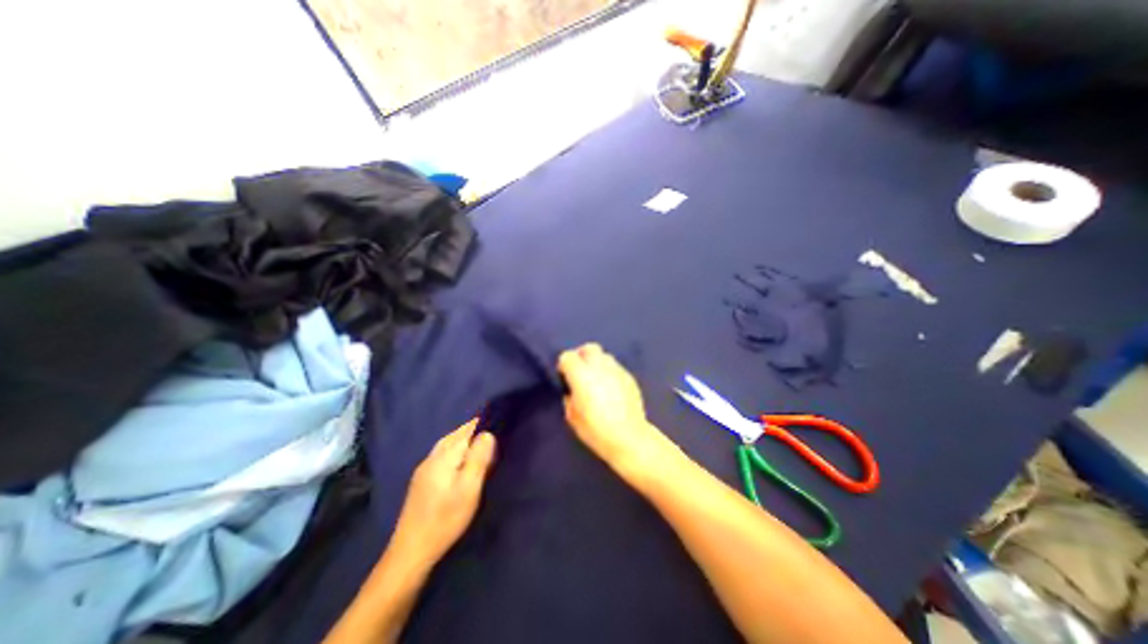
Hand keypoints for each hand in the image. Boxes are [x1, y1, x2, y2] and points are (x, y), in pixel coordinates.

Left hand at [390, 422, 493, 567]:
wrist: (411, 552)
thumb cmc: (446, 518)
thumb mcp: (469, 488)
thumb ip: (478, 458)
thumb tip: (488, 433)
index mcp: (444, 456)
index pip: (467, 430)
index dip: (482, 424)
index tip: (498, 422)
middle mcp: (432, 457)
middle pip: (455, 435)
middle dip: (473, 430)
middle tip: (491, 432)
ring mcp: (424, 469)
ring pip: (447, 444)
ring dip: (463, 439)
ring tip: (479, 443)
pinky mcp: (421, 481)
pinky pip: (442, 455)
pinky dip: (455, 450)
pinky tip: (460, 461)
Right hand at [558, 345, 679, 479]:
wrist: (628, 437)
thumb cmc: (595, 429)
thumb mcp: (572, 416)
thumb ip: (569, 396)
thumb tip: (573, 390)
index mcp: (581, 374)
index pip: (568, 356)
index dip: (564, 365)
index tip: (565, 377)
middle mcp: (599, 366)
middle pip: (589, 348)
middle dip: (582, 356)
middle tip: (581, 372)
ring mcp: (617, 370)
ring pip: (604, 356)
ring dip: (597, 363)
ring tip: (597, 380)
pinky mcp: (629, 377)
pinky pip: (616, 368)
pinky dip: (610, 373)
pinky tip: (611, 389)